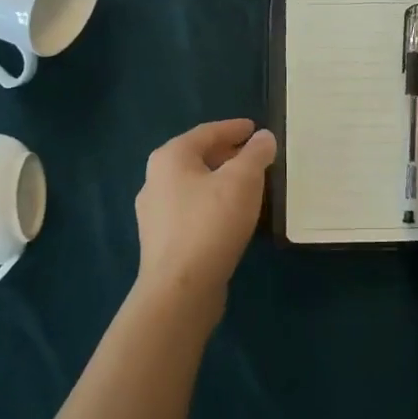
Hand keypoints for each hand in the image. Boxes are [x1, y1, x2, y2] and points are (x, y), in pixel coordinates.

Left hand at [134, 118, 275, 320]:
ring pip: (194, 186)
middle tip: (255, 156)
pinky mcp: (161, 242)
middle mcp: (155, 180)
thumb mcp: (243, 180)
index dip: (233, 128)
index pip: (206, 132)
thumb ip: (256, 153)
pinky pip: (191, 211)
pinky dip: (212, 204)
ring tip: (248, 186)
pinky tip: (231, 217)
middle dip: (227, 154)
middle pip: (197, 158)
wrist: (180, 290)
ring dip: (220, 181)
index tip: (255, 129)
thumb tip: (263, 137)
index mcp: (170, 157)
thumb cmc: (211, 223)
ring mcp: (154, 214)